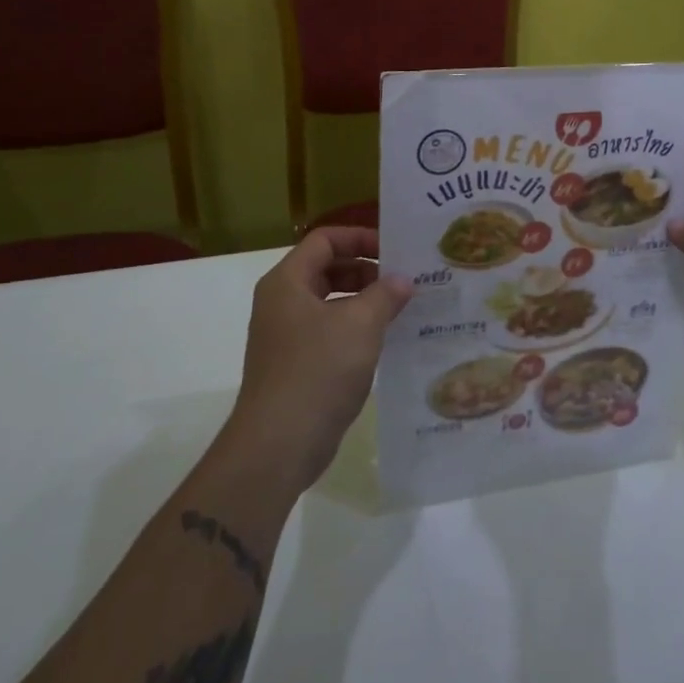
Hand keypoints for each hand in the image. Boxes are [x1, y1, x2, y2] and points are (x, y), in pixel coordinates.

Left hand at [226, 227, 412, 491]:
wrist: (279, 444)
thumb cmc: (318, 370)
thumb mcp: (361, 324)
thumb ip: (385, 294)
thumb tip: (402, 280)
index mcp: (288, 281)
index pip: (325, 240)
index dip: (360, 238)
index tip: (395, 251)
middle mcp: (282, 302)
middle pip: (327, 269)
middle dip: (367, 270)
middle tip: (404, 280)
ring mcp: (286, 336)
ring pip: (330, 303)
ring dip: (365, 302)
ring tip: (403, 309)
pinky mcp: (296, 366)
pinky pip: (330, 333)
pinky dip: (356, 330)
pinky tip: (386, 342)